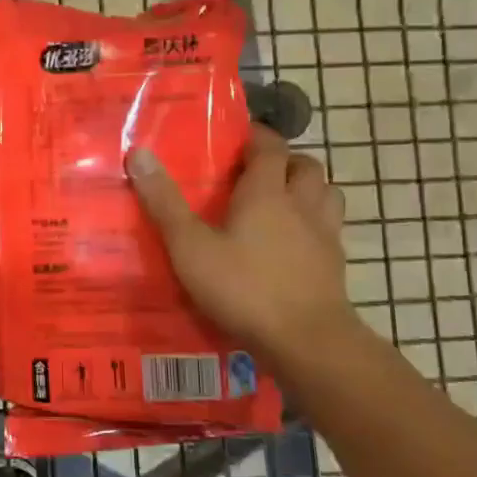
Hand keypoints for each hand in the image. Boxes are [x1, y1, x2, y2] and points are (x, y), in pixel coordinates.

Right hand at [126, 125, 353, 365]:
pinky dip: (315, 225)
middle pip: (305, 165)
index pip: (270, 146)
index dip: (256, 136)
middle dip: (284, 160)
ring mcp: (325, 235)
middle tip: (256, 172)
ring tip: (281, 202)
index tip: (236, 138)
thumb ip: (165, 202)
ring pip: (326, 194)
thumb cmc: (244, 287)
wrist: (307, 341)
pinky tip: (295, 244)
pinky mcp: (336, 265)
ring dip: (307, 189)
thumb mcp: (190, 247)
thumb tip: (139, 153)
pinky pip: (330, 229)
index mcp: (267, 192)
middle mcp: (302, 204)